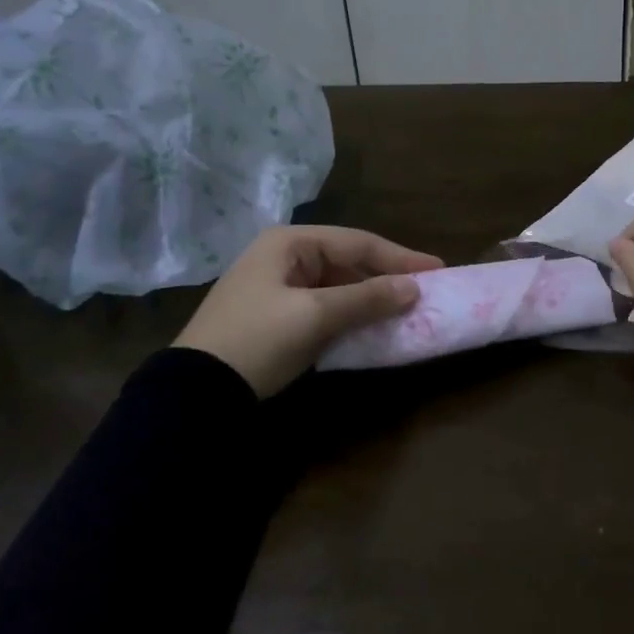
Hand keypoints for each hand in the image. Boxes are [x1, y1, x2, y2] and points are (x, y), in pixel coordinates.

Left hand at [175, 226, 442, 397]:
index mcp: (290, 243)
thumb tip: (414, 289)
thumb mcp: (315, 316)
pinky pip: (325, 305)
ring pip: (338, 285)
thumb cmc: (258, 339)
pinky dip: (350, 314)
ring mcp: (278, 285)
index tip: (437, 269)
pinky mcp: (276, 314)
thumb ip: (366, 299)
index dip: (400, 257)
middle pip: (348, 261)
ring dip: (369, 297)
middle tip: (424, 291)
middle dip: (386, 277)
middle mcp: (284, 256)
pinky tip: (372, 325)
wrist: (195, 391)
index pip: (357, 242)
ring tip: (405, 309)